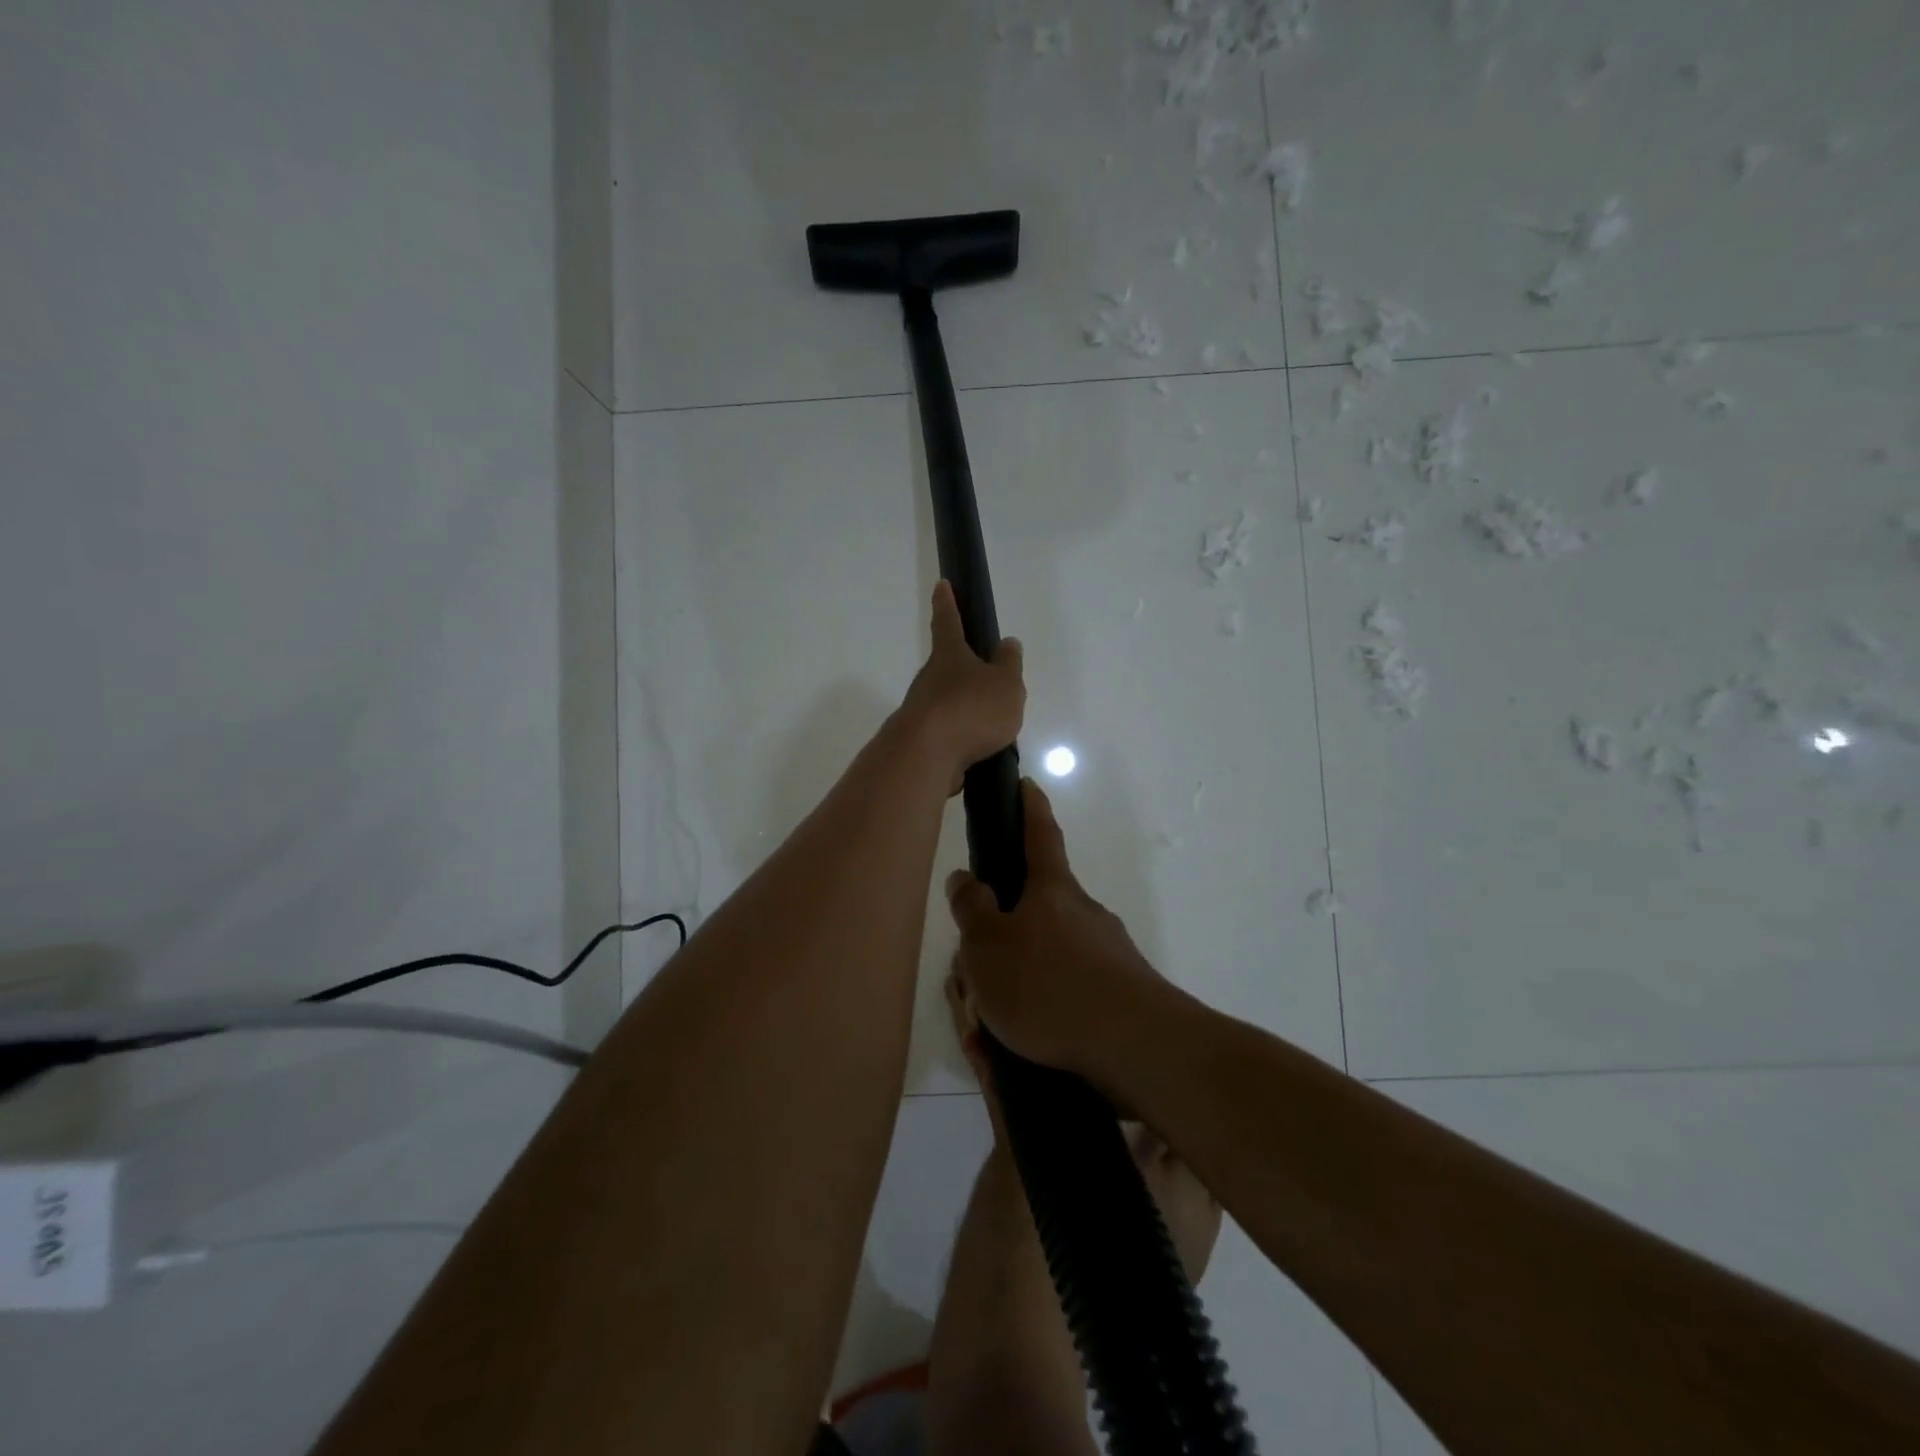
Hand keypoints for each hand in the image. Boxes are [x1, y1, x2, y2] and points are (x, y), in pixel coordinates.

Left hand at [897, 581, 1024, 790]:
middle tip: (987, 676)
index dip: (947, 603)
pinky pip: (946, 733)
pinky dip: (961, 737)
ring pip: (946, 701)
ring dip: (964, 707)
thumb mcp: (1005, 684)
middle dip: (963, 668)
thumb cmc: (970, 709)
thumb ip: (1009, 664)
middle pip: (946, 666)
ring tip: (992, 724)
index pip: (948, 621)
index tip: (941, 585)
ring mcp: (921, 710)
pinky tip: (977, 750)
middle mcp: (930, 678)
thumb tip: (1007, 643)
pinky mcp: (921, 740)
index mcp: (950, 656)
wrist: (926, 756)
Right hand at [945, 779, 1169, 1087]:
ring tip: (983, 1036)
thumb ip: (971, 909)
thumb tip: (965, 877)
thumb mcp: (987, 946)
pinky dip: (1031, 1022)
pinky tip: (1012, 1055)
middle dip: (999, 940)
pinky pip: (1060, 1002)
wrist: (1135, 1048)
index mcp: (1052, 890)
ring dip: (1010, 993)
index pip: (1040, 833)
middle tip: (970, 982)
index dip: (1030, 806)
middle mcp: (1083, 915)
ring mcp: (1105, 956)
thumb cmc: (1048, 985)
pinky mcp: (1116, 998)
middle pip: (1033, 914)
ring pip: (1042, 964)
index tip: (1026, 783)